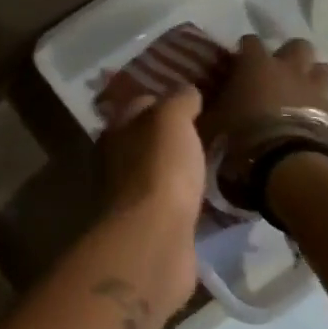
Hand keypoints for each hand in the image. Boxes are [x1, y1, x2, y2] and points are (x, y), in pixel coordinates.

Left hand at [98, 87, 205, 316]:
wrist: (154, 236)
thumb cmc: (159, 169)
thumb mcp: (171, 120)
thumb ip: (179, 100)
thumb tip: (187, 91)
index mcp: (116, 130)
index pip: (140, 104)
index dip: (166, 98)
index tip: (197, 99)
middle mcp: (115, 160)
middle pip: (145, 139)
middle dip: (171, 134)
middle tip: (209, 129)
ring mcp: (130, 195)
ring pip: (156, 170)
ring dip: (178, 166)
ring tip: (212, 159)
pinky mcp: (148, 224)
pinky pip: (169, 200)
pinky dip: (184, 195)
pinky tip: (205, 193)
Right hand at [201, 36, 327, 147]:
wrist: (284, 162)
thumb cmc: (241, 137)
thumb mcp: (211, 122)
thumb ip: (209, 107)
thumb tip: (197, 102)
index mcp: (256, 65)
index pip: (250, 42)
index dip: (245, 50)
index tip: (238, 61)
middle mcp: (290, 69)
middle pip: (298, 46)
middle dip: (290, 55)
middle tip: (278, 72)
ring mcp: (316, 90)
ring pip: (324, 70)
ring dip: (314, 78)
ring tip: (303, 92)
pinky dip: (326, 110)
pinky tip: (317, 120)